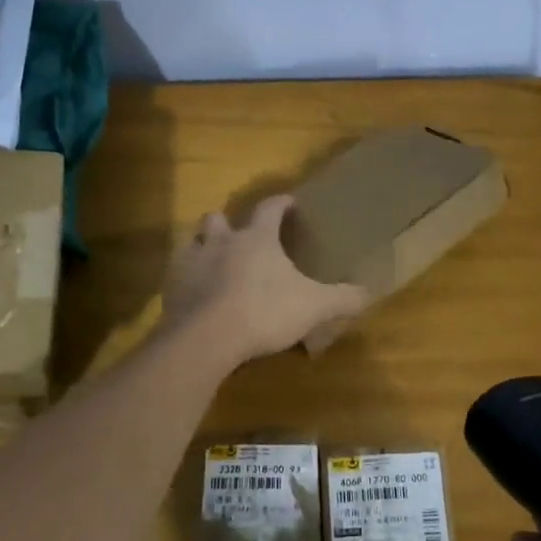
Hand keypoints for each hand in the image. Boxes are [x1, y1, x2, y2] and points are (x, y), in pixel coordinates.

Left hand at [161, 195, 366, 367]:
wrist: (205, 338)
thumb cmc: (263, 312)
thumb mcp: (313, 306)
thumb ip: (342, 298)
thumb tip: (369, 292)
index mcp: (256, 238)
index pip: (270, 208)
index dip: (280, 203)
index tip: (289, 202)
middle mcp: (221, 241)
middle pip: (219, 218)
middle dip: (229, 223)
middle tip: (241, 237)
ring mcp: (191, 262)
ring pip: (194, 241)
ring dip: (204, 246)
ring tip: (215, 263)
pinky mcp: (171, 287)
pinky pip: (177, 274)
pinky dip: (188, 279)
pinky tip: (197, 294)